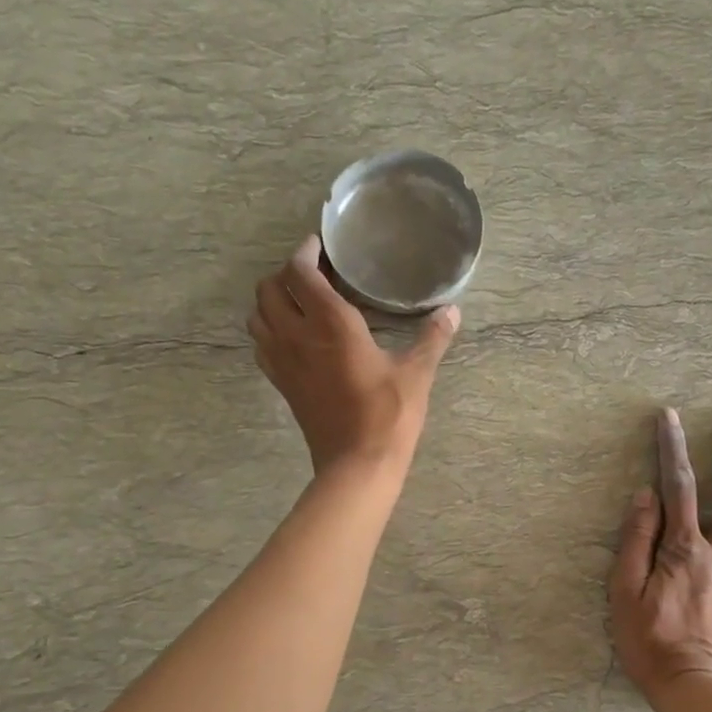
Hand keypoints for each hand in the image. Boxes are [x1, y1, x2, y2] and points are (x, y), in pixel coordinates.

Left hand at [248, 237, 459, 478]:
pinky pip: (261, 344)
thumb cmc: (388, 415)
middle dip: (286, 274)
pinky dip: (268, 330)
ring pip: (258, 315)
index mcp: (330, 324)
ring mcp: (283, 362)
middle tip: (312, 274)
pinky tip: (292, 337)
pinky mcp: (282, 384)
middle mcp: (297, 335)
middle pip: (269, 289)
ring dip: (271, 301)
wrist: (357, 464)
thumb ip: (432, 337)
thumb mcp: (416, 373)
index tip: (319, 247)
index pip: (300, 273)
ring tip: (298, 301)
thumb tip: (453, 311)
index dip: (305, 253)